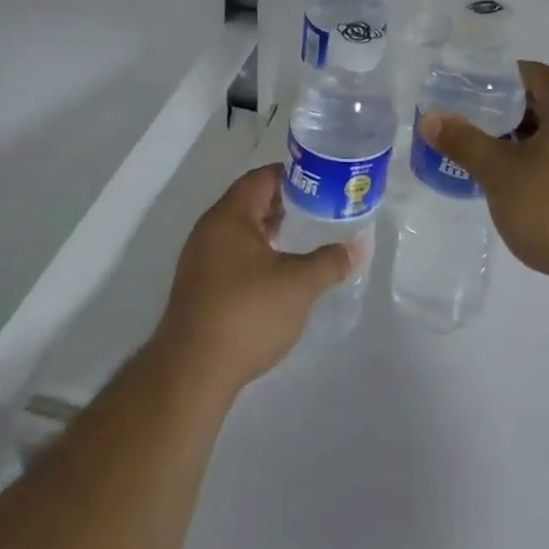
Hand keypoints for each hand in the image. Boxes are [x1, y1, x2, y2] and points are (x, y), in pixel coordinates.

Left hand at [154, 165, 358, 393]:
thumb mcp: (300, 284)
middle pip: (250, 203)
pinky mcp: (198, 289)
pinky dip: (257, 256)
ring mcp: (200, 261)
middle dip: (285, 205)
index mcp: (229, 216)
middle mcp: (209, 230)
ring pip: (241, 232)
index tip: (322, 184)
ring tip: (304, 242)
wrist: (193, 372)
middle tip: (319, 211)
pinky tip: (279, 276)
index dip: (293, 177)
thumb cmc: (248, 313)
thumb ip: (330, 261)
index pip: (262, 178)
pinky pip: (232, 257)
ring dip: (271, 233)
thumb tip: (356, 249)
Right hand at [419, 61, 548, 284]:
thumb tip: (431, 118)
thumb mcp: (499, 172)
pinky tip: (513, 184)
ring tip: (485, 152)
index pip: (535, 74)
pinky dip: (538, 164)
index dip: (501, 78)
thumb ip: (464, 141)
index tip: (470, 89)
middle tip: (470, 121)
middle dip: (507, 111)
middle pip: (546, 103)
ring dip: (522, 140)